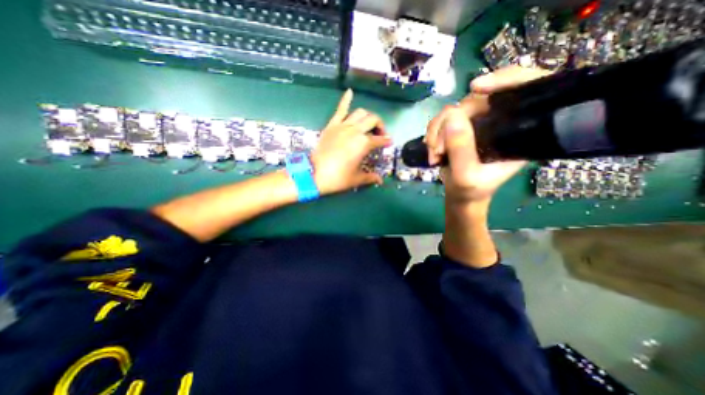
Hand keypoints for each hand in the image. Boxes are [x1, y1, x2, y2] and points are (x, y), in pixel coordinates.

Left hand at [312, 87, 393, 193]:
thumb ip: (370, 177)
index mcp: (364, 144)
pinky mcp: (332, 125)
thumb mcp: (356, 179)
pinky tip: (350, 92)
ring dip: (367, 117)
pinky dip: (346, 99)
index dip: (386, 141)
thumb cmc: (338, 178)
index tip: (389, 143)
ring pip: (360, 113)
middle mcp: (356, 131)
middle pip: (373, 120)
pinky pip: (340, 109)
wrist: (315, 174)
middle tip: (379, 135)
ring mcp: (343, 126)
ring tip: (368, 125)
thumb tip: (380, 180)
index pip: (380, 140)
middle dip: (380, 126)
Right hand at [424, 65, 549, 205]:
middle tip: (438, 149)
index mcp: (519, 131)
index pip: (527, 87)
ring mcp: (477, 123)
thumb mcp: (466, 176)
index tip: (476, 88)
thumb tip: (452, 117)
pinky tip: (431, 151)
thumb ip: (461, 150)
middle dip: (451, 123)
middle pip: (477, 99)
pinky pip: (442, 119)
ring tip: (434, 155)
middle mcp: (500, 121)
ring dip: (437, 132)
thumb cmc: (470, 190)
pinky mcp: (460, 127)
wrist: (459, 193)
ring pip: (454, 110)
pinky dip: (432, 134)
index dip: (507, 78)